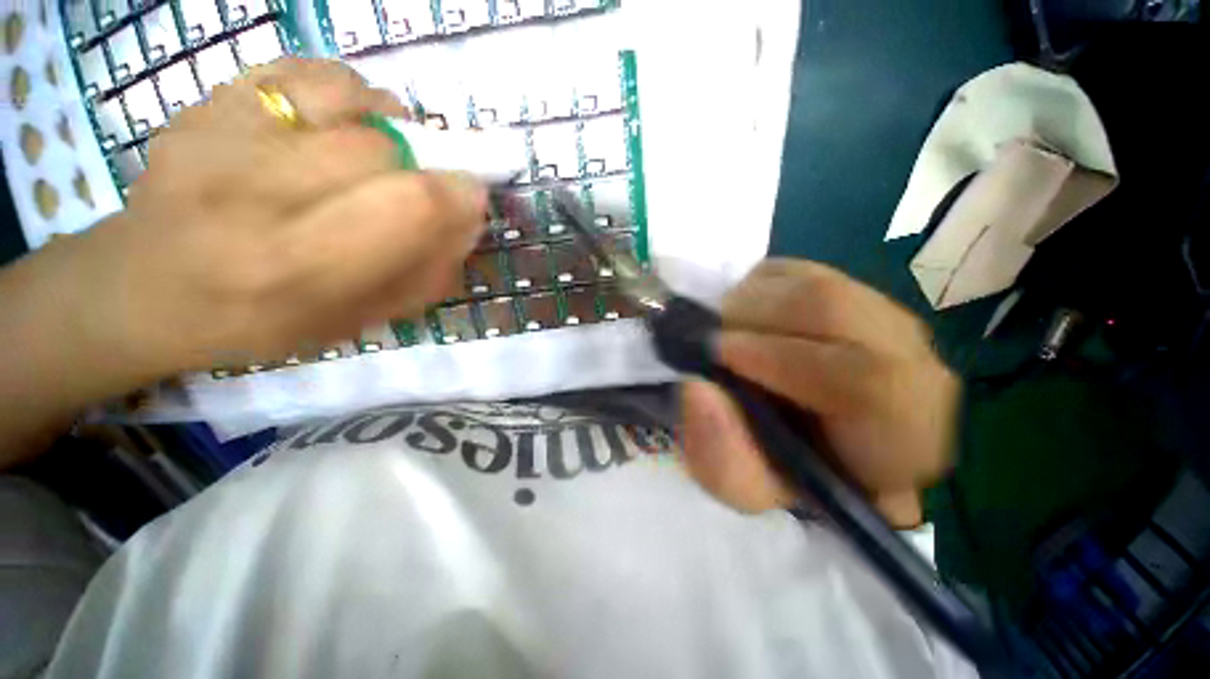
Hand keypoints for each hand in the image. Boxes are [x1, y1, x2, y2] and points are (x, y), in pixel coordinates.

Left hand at [61, 58, 485, 378]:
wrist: (147, 288)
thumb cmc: (262, 321)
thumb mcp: (359, 320)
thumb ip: (426, 275)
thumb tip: (470, 221)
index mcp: (299, 267)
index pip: (411, 205)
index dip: (459, 194)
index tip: (471, 197)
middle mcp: (253, 193)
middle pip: (382, 148)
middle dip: (419, 168)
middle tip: (414, 187)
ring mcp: (219, 134)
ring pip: (348, 99)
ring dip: (386, 127)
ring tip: (377, 154)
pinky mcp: (205, 101)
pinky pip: (303, 70)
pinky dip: (344, 90)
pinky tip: (343, 120)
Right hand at [678, 259, 959, 527]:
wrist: (818, 443)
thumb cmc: (788, 475)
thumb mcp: (747, 490)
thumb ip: (722, 459)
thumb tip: (695, 388)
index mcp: (904, 436)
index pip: (865, 379)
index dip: (776, 358)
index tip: (716, 356)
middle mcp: (913, 365)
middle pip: (832, 309)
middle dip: (750, 319)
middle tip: (710, 341)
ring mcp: (886, 317)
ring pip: (813, 284)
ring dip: (749, 303)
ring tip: (725, 332)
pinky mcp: (852, 290)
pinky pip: (797, 272)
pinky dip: (755, 289)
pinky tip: (746, 319)